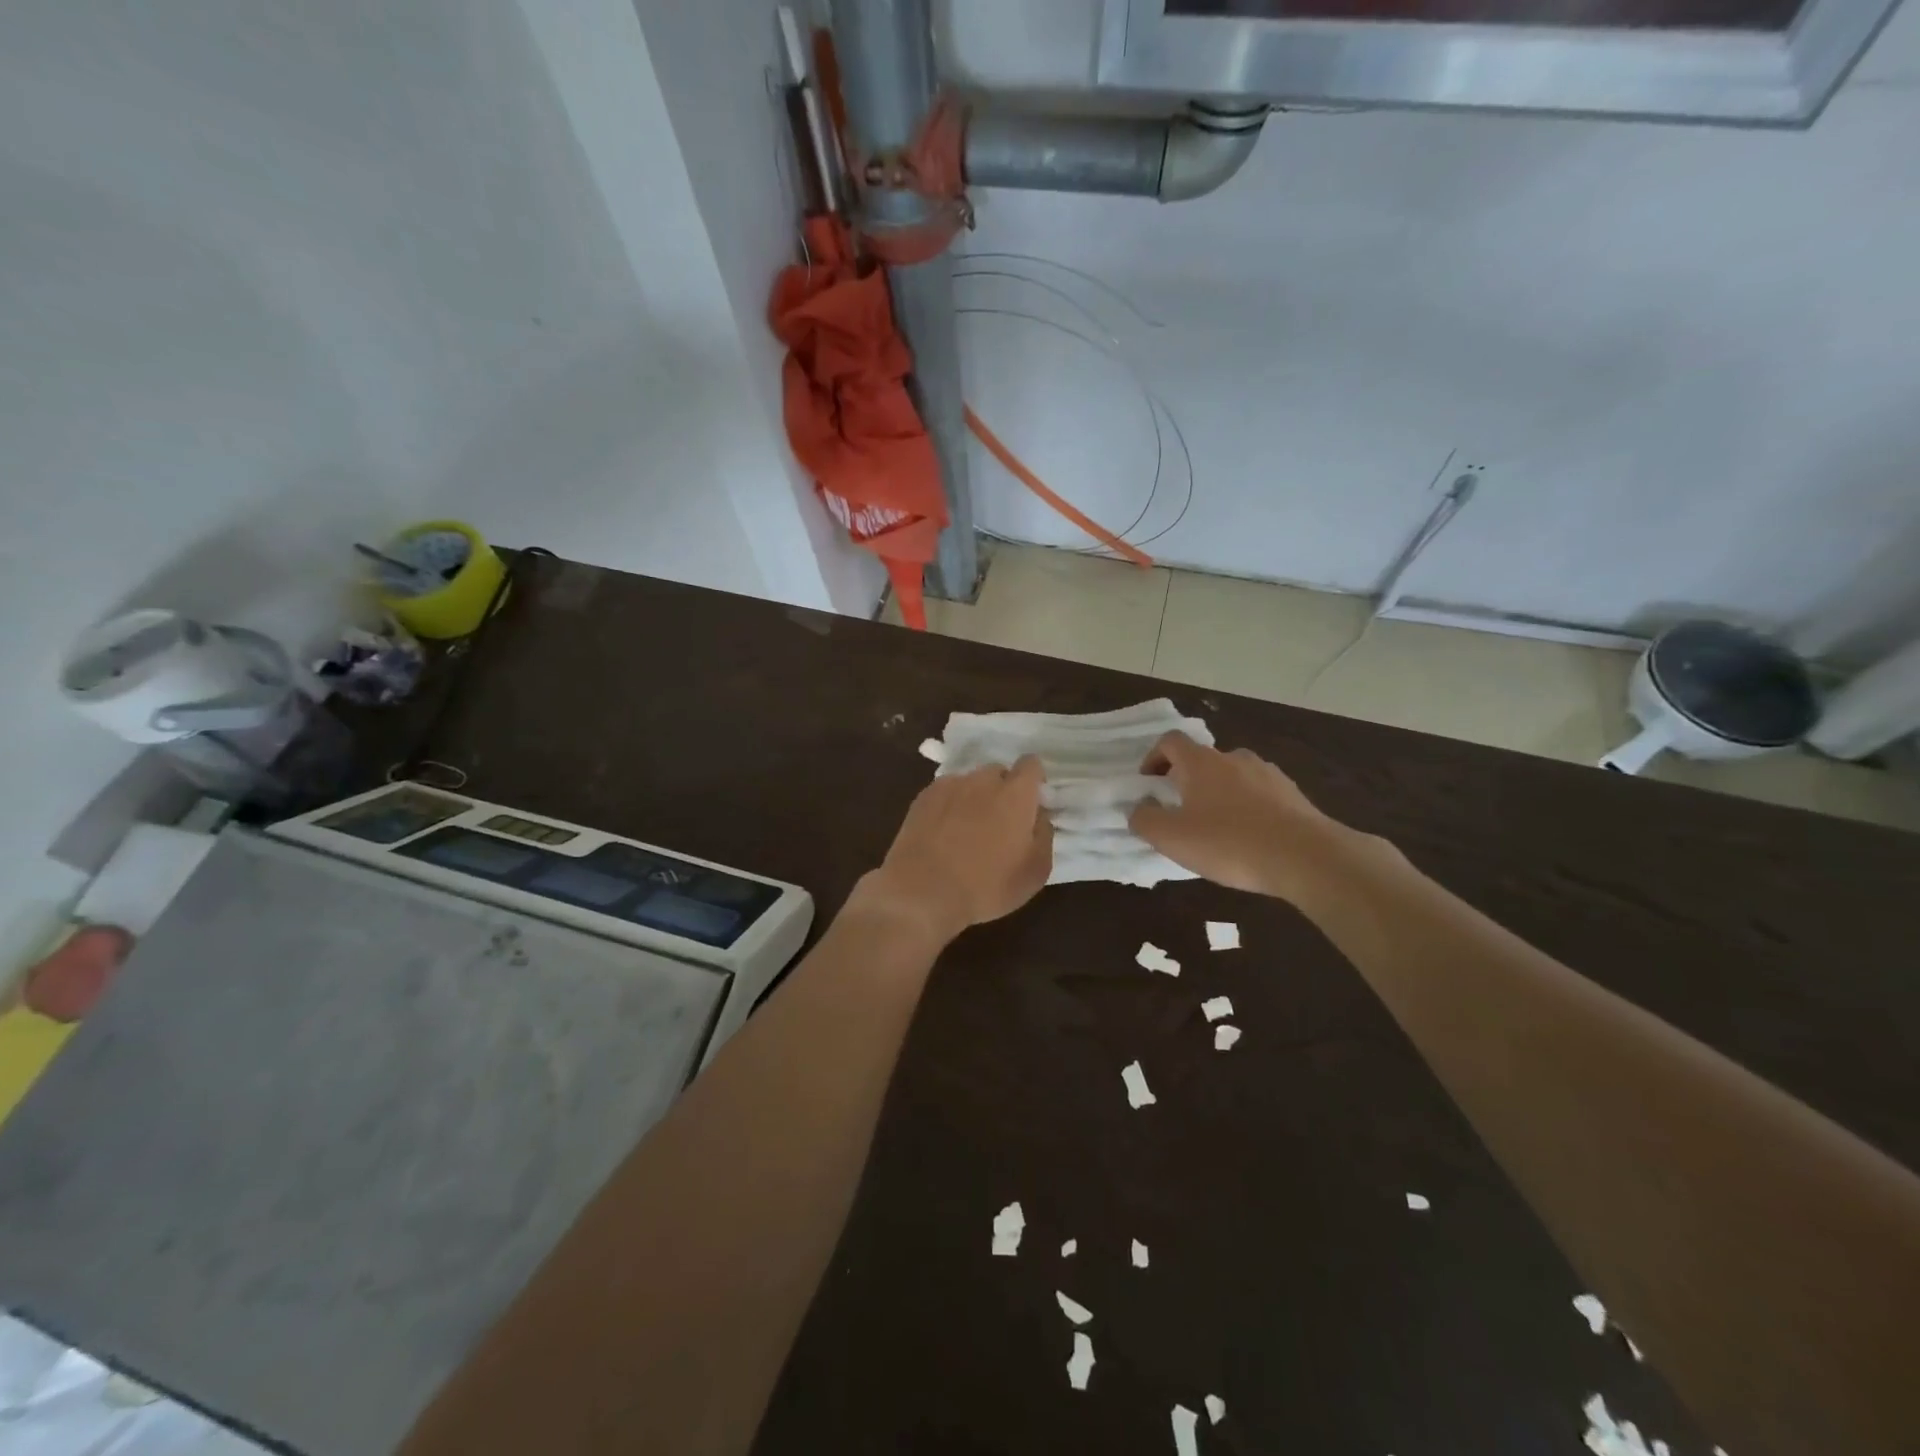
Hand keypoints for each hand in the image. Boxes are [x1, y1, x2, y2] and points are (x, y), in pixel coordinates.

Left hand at [861, 757, 1052, 944]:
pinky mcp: (923, 797)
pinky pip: (946, 792)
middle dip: (1003, 791)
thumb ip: (1043, 834)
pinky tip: (944, 832)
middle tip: (1000, 823)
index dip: (1034, 780)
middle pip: (999, 773)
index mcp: (1015, 794)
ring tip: (968, 829)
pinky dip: (950, 805)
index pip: (1032, 765)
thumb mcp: (1035, 871)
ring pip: (970, 782)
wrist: (922, 892)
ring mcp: (949, 785)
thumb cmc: (987, 886)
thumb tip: (1039, 814)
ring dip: (975, 797)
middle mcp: (983, 780)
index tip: (1032, 804)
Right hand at [1129, 732, 1352, 901]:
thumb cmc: (1229, 843)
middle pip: (1203, 759)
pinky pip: (1260, 795)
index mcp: (1201, 762)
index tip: (1149, 783)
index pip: (1171, 741)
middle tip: (1180, 812)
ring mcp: (1268, 774)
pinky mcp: (1293, 795)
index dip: (1154, 758)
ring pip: (1233, 777)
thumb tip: (1139, 807)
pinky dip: (1248, 808)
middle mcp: (1234, 758)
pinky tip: (1249, 838)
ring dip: (1219, 794)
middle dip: (1187, 780)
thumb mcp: (1172, 838)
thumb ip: (1145, 819)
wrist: (1306, 857)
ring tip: (1217, 828)